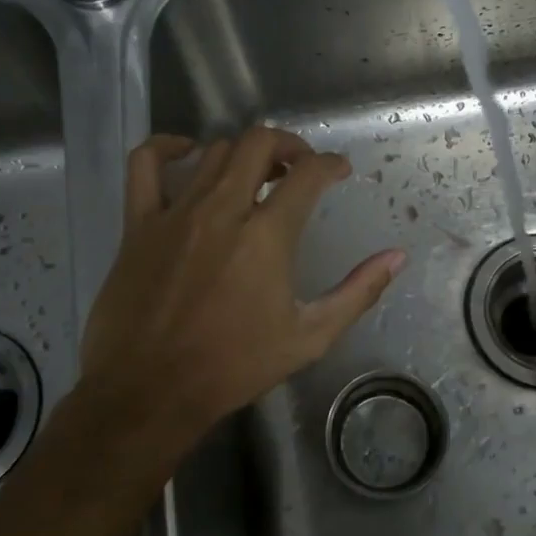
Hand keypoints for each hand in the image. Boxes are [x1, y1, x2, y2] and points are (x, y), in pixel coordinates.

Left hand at [76, 127, 405, 464]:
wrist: (150, 392)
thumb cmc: (234, 366)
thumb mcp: (309, 337)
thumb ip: (357, 292)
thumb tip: (396, 257)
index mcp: (266, 236)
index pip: (308, 173)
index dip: (331, 164)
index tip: (339, 171)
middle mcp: (223, 210)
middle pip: (259, 143)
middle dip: (289, 145)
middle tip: (299, 167)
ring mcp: (176, 212)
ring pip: (214, 151)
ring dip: (243, 154)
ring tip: (255, 174)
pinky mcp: (139, 223)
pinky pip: (146, 164)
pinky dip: (166, 147)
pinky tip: (185, 153)